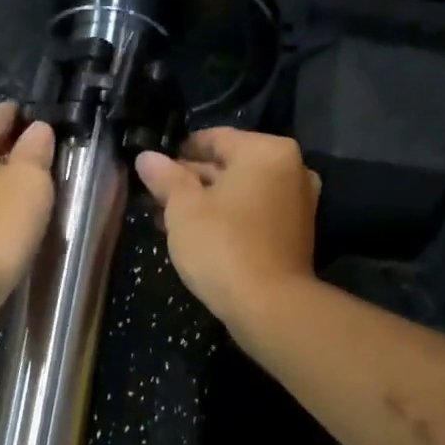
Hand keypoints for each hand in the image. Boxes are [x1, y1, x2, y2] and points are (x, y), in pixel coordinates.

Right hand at [135, 128, 320, 325]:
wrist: (268, 305)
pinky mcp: (294, 234)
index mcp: (266, 151)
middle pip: (229, 166)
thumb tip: (146, 158)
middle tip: (154, 195)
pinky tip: (195, 234)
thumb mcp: (183, 208)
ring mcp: (297, 203)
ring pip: (240, 193)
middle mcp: (290, 169)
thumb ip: (165, 178)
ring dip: (205, 202)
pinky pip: (253, 214)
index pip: (215, 138)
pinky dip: (227, 218)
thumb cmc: (222, 245)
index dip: (179, 150)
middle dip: (191, 180)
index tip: (153, 166)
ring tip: (165, 218)